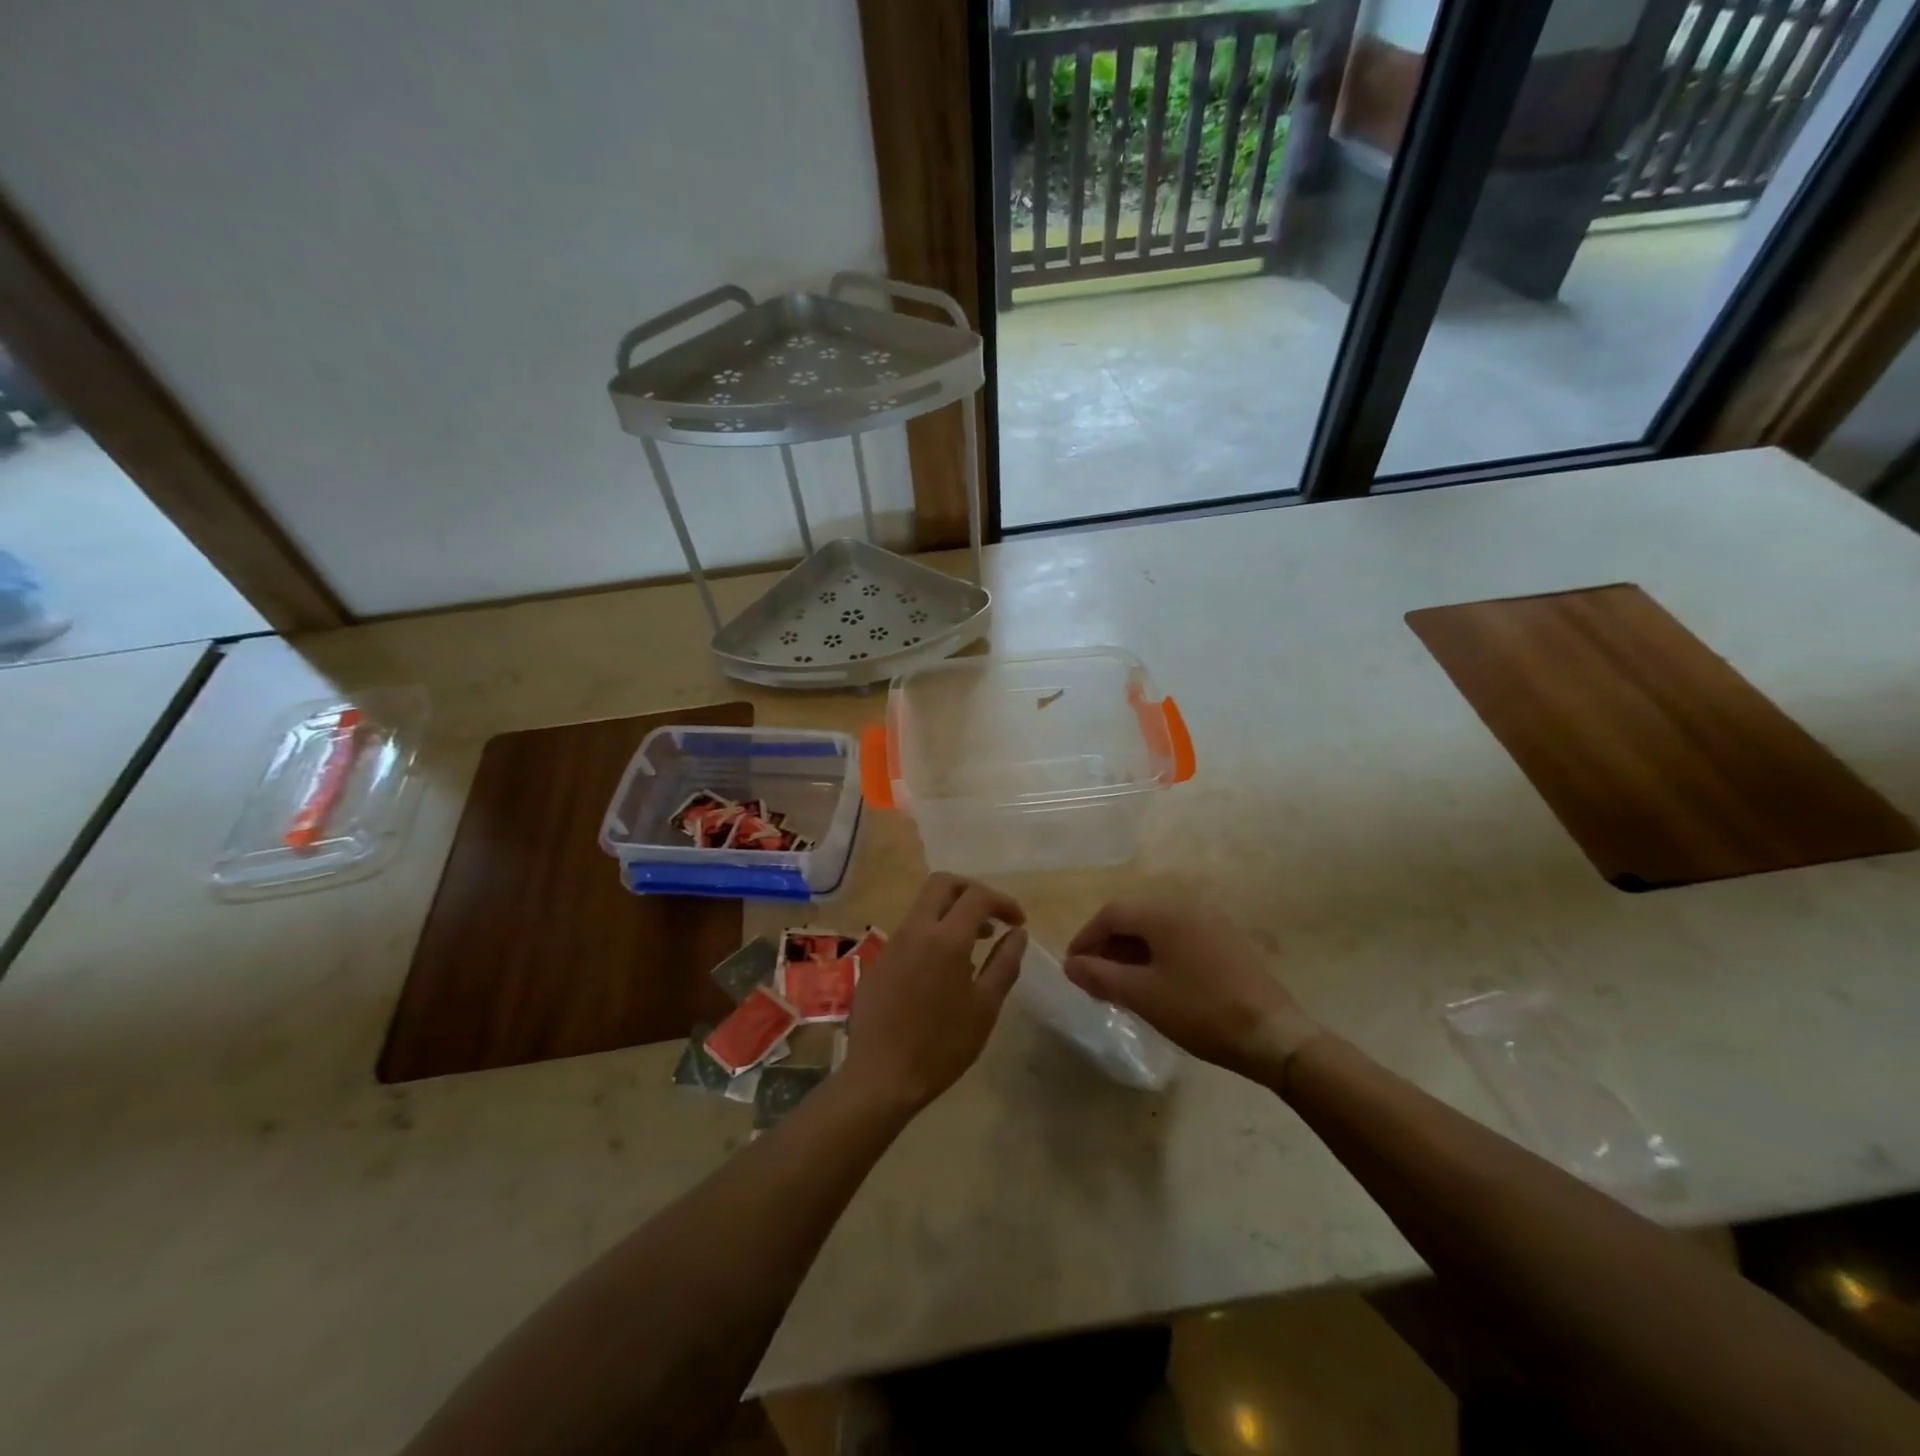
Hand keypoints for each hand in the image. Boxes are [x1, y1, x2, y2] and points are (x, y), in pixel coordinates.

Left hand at [840, 873, 1028, 1112]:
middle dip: (971, 891)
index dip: (1003, 901)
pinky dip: (932, 935)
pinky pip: (909, 933)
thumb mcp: (985, 1007)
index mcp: (945, 938)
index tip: (1018, 922)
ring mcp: (891, 944)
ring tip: (973, 946)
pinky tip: (942, 972)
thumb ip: (1004, 963)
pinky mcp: (877, 963)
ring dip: (951, 913)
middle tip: (992, 917)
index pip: (977, 895)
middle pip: (942, 884)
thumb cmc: (942, 1045)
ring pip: (923, 907)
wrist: (880, 1077)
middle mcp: (915, 930)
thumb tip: (1017, 933)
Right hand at [1064, 892, 1320, 1082]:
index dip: (1086, 938)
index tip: (1073, 968)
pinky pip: (1179, 938)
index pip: (1111, 914)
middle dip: (1108, 946)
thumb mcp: (1142, 995)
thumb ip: (1100, 976)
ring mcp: (1211, 922)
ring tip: (1120, 986)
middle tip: (1093, 979)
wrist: (1273, 1036)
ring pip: (1157, 929)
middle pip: (1134, 918)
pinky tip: (1155, 984)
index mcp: (1164, 912)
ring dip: (1132, 952)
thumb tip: (1071, 965)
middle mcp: (1187, 906)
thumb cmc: (1200, 1010)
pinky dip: (1158, 955)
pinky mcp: (1226, 941)